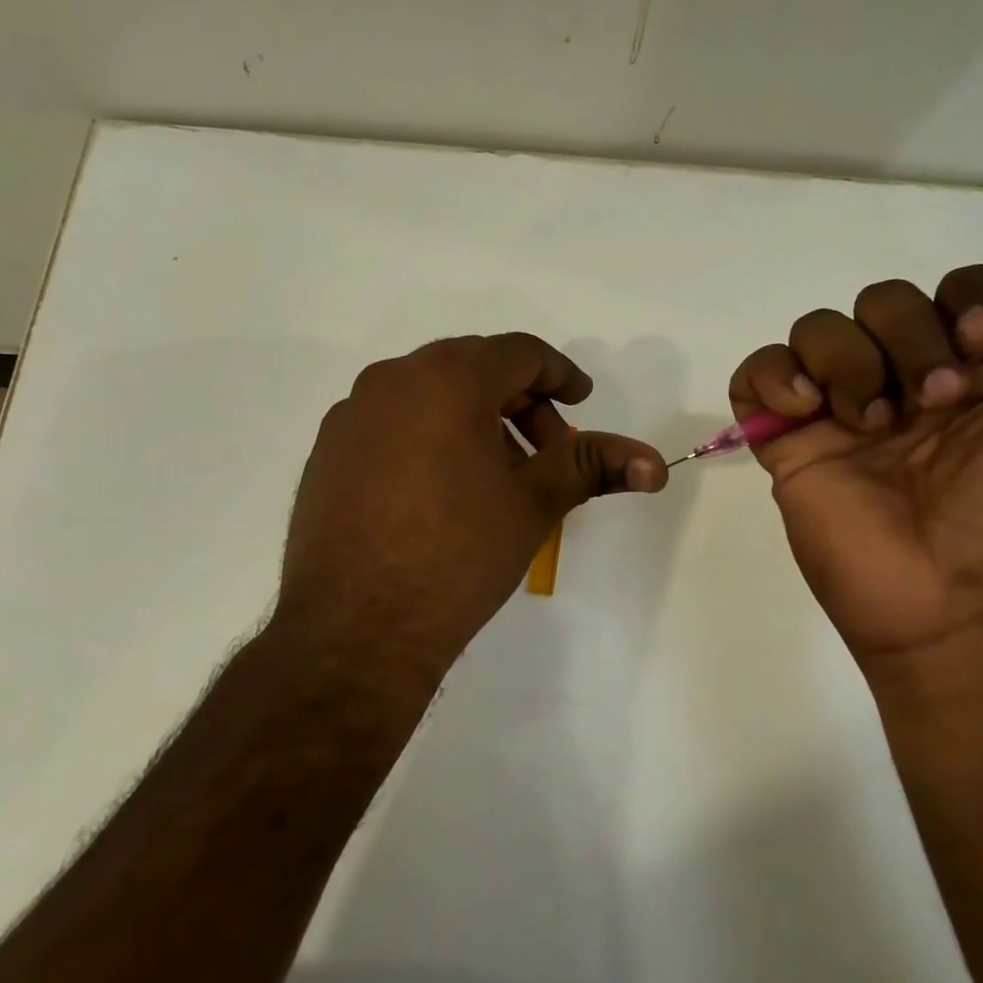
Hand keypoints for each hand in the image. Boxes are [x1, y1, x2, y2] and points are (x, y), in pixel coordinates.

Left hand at [275, 334, 667, 678]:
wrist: (355, 629)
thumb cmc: (458, 555)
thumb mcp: (534, 504)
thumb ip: (592, 465)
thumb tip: (655, 464)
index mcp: (446, 378)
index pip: (519, 353)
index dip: (560, 374)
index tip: (581, 401)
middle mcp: (391, 380)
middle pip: (473, 368)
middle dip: (519, 402)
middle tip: (545, 451)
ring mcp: (351, 415)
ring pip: (429, 395)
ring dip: (474, 419)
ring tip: (495, 477)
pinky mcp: (327, 451)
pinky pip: (392, 423)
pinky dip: (429, 437)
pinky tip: (441, 491)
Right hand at [730, 263, 982, 663]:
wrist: (961, 603)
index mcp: (976, 375)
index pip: (957, 290)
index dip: (966, 301)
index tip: (981, 349)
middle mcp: (904, 384)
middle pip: (882, 300)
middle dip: (908, 336)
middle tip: (931, 403)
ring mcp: (840, 414)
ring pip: (817, 328)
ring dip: (844, 358)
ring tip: (868, 423)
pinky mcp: (787, 444)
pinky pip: (754, 377)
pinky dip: (771, 376)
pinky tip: (804, 411)